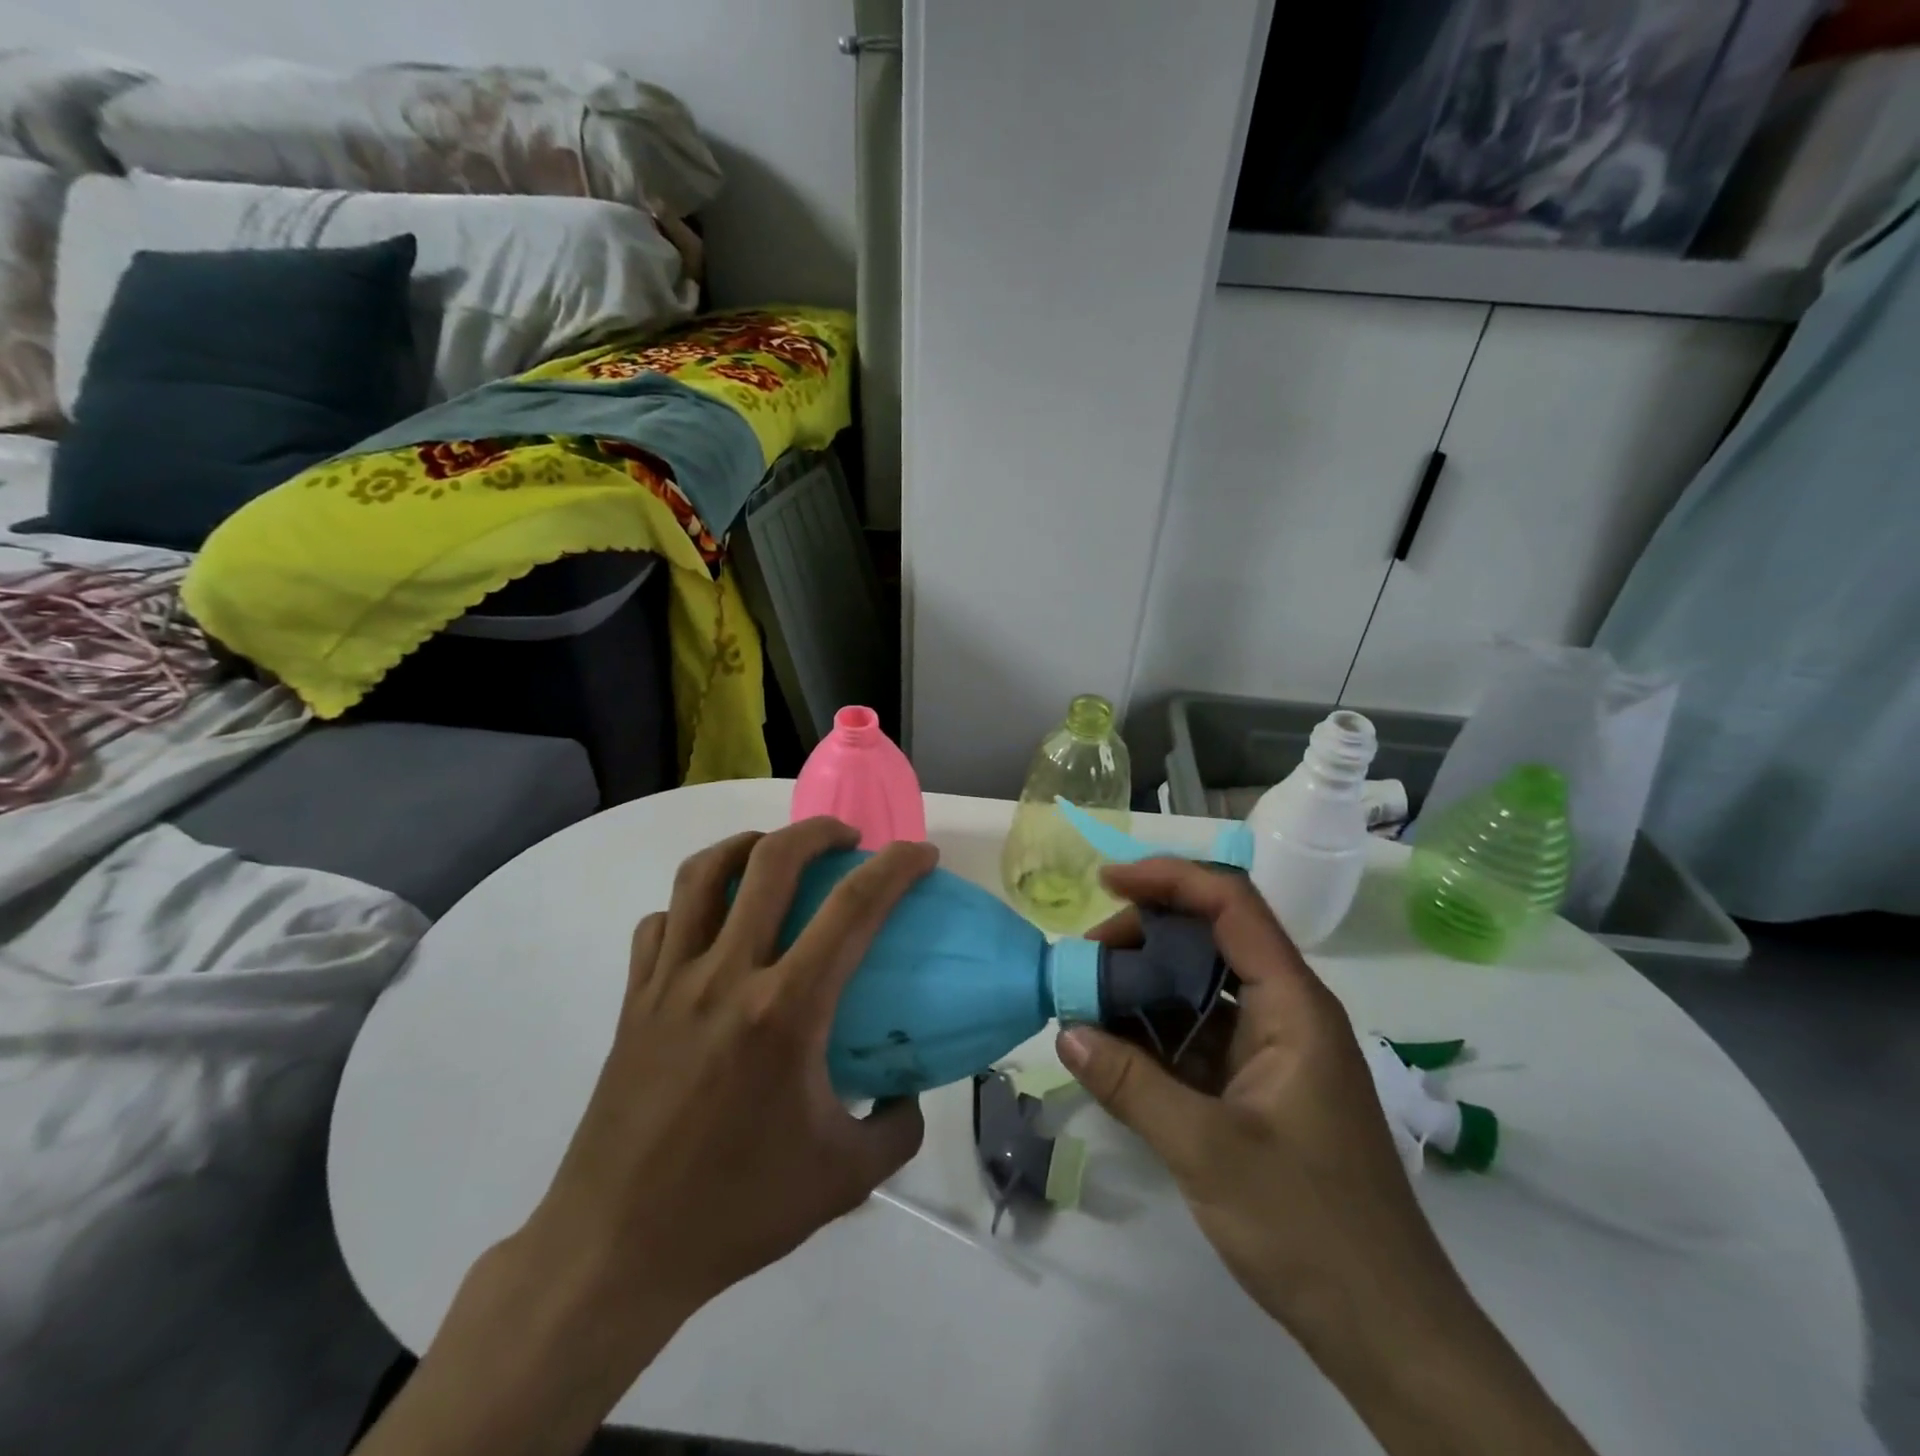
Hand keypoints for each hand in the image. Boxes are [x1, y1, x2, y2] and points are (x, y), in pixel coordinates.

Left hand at [526, 817, 933, 1327]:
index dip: (896, 868)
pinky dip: (690, 906)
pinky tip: (710, 926)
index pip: (853, 909)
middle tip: (848, 840)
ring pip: (703, 874)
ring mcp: (670, 982)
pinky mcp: (633, 1001)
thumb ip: (896, 1128)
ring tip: (775, 853)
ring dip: (748, 846)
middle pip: (772, 861)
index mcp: (785, 1011)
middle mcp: (725, 975)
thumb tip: (909, 1093)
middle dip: (819, 831)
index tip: (923, 854)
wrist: (615, 1250)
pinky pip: (660, 925)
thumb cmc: (736, 1210)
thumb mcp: (844, 1179)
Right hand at [1058, 859, 1594, 1455]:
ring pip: (1201, 987)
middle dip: (1144, 935)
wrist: (1387, 1330)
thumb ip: (1132, 1084)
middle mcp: (1285, 1011)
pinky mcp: (1259, 1085)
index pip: (1231, 904)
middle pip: (1211, 936)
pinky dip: (1156, 1031)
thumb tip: (1065, 1030)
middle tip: (1086, 961)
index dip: (1168, 879)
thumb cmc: (1309, 1227)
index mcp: (1292, 1004)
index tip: (1106, 882)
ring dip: (1145, 985)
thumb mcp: (1207, 1151)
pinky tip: (1114, 1048)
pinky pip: (1200, 1034)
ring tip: (1088, 1002)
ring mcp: (1273, 1049)